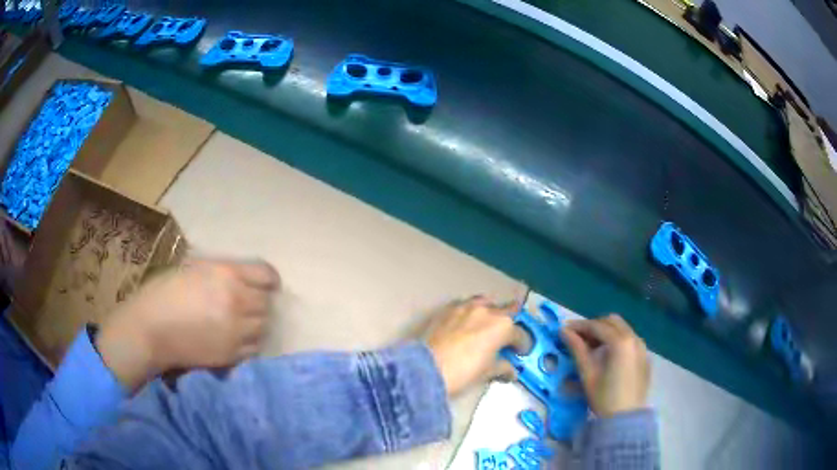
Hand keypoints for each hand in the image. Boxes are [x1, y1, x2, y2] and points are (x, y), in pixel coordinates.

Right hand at [96, 258, 280, 391]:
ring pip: (264, 326)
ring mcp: (237, 331)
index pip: (267, 275)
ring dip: (257, 322)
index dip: (268, 279)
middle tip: (250, 303)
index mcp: (227, 275)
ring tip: (244, 321)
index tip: (266, 283)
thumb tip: (242, 278)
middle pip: (267, 303)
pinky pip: (254, 348)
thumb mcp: (194, 270)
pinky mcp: (232, 355)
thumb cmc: (164, 292)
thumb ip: (222, 273)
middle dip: (261, 301)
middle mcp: (237, 301)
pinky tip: (238, 338)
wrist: (149, 329)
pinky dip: (251, 342)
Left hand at [425, 296, 523, 395]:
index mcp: (503, 326)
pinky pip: (464, 306)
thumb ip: (503, 368)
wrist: (425, 368)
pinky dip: (469, 313)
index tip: (520, 354)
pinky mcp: (447, 309)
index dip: (522, 346)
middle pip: (507, 310)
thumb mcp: (487, 373)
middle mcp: (487, 311)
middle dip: (511, 321)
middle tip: (508, 335)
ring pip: (485, 303)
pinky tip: (466, 324)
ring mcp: (466, 307)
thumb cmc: (462, 373)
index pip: (520, 335)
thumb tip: (511, 371)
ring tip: (488, 324)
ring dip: (490, 311)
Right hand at [561, 314, 649, 417]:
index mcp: (620, 342)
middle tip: (578, 338)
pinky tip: (608, 355)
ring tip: (592, 346)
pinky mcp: (644, 356)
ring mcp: (642, 346)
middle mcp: (634, 338)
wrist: (626, 418)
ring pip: (622, 329)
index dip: (579, 326)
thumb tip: (564, 331)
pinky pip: (630, 339)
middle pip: (612, 322)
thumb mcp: (588, 374)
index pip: (597, 326)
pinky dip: (617, 340)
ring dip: (606, 332)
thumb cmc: (604, 397)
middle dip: (594, 326)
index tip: (564, 330)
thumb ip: (577, 349)